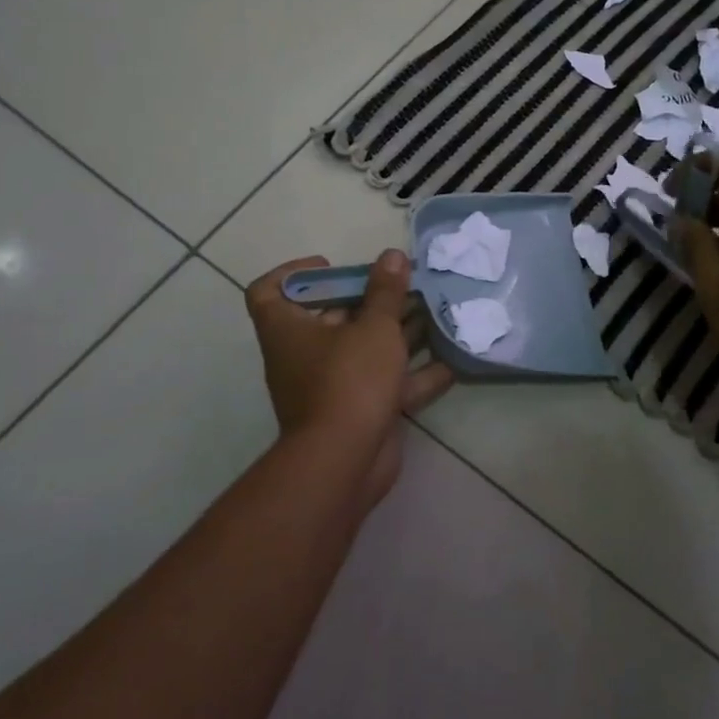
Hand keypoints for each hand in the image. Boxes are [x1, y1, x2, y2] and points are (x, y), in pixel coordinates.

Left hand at [244, 250, 454, 505]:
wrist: (345, 462)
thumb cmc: (349, 380)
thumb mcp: (373, 328)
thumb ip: (386, 292)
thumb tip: (392, 256)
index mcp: (288, 329)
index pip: (268, 291)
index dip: (294, 273)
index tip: (331, 267)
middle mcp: (303, 355)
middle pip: (330, 317)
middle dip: (370, 300)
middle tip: (404, 284)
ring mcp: (331, 386)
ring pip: (364, 350)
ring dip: (398, 332)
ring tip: (433, 311)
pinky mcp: (358, 411)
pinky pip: (385, 383)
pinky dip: (414, 373)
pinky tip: (450, 359)